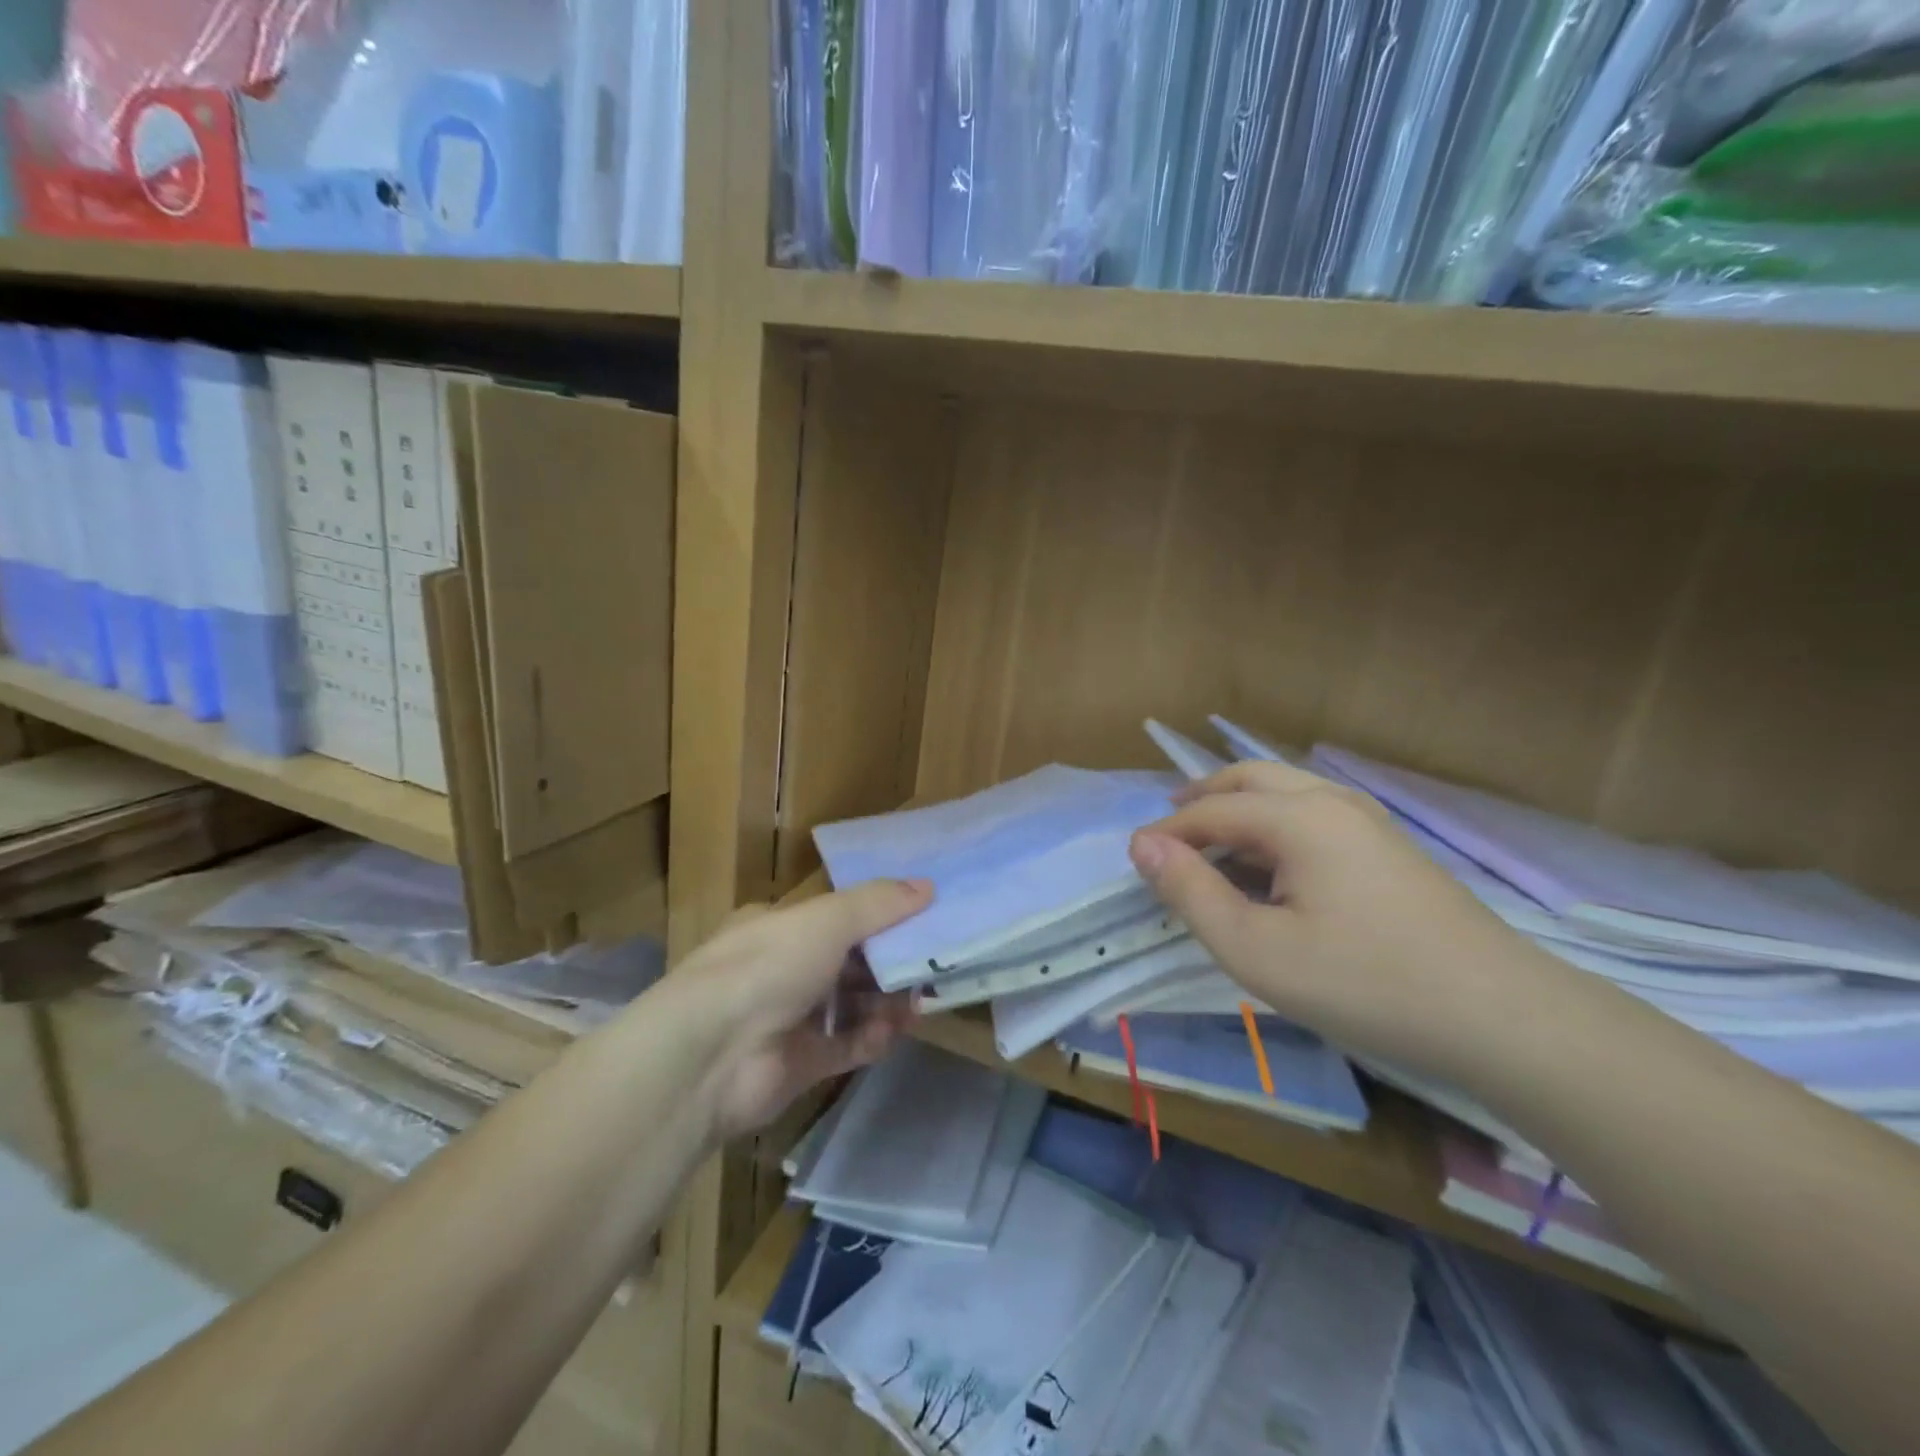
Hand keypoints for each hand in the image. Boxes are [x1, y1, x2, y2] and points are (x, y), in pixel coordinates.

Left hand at [685, 878, 932, 1137]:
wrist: (711, 1056)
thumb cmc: (768, 966)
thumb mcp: (827, 920)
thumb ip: (878, 903)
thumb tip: (928, 886)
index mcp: (778, 926)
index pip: (835, 916)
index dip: (878, 917)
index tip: (920, 919)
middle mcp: (781, 969)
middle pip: (848, 962)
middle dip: (888, 963)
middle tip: (930, 965)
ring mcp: (789, 1019)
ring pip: (850, 1005)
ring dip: (885, 1001)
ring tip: (918, 1001)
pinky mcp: (799, 1064)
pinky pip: (845, 1047)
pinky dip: (871, 1037)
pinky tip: (892, 1031)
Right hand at [1129, 760, 1572, 1080]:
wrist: (1502, 1018)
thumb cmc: (1364, 982)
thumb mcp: (1255, 949)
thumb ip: (1191, 892)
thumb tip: (1143, 845)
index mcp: (1297, 817)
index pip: (1212, 809)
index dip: (1168, 832)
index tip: (1136, 859)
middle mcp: (1332, 801)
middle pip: (1250, 778)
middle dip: (1203, 797)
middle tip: (1168, 825)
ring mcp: (1369, 821)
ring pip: (1286, 792)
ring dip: (1240, 807)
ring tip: (1212, 844)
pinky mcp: (1390, 848)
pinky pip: (1314, 815)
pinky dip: (1274, 824)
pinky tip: (1272, 866)